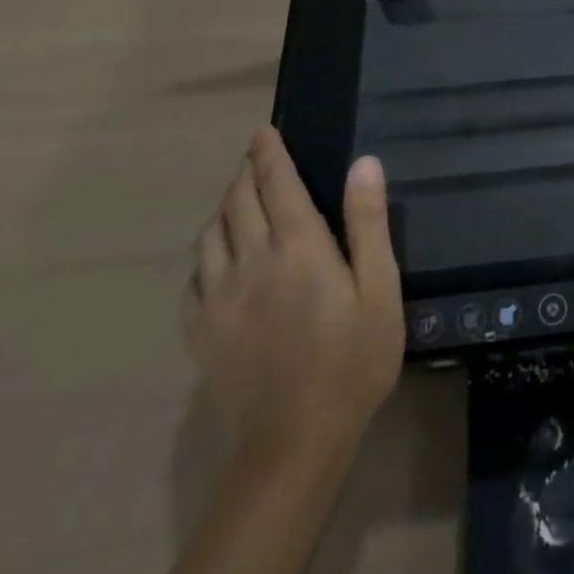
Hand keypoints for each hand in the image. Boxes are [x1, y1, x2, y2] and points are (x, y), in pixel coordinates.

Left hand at [183, 129, 404, 461]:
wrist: (295, 441)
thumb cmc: (353, 358)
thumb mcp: (380, 287)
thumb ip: (368, 222)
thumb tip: (363, 163)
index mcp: (298, 245)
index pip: (276, 183)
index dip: (269, 153)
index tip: (264, 132)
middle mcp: (252, 260)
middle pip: (238, 201)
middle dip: (245, 172)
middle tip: (256, 159)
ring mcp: (219, 298)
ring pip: (210, 235)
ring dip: (224, 208)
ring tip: (238, 202)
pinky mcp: (201, 331)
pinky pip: (193, 279)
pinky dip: (205, 255)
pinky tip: (217, 261)